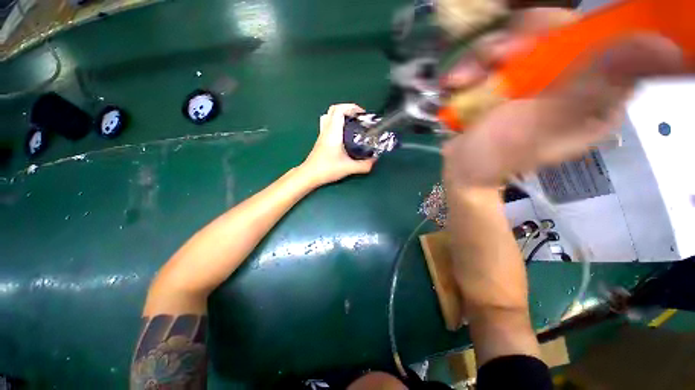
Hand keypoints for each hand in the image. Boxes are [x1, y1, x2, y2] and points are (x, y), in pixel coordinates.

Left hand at [301, 104, 375, 185]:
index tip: (362, 115)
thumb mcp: (349, 168)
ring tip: (351, 124)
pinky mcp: (321, 140)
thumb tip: (374, 161)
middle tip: (358, 119)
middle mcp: (326, 130)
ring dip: (340, 116)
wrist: (309, 175)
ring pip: (329, 117)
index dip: (351, 107)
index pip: (339, 109)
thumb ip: (364, 165)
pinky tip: (344, 135)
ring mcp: (322, 135)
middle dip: (347, 110)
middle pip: (333, 110)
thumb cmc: (327, 169)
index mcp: (333, 132)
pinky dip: (337, 124)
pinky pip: (328, 125)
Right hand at [441, 8, 683, 188]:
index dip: (564, 30)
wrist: (461, 170)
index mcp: (595, 97)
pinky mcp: (501, 86)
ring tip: (463, 80)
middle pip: (552, 33)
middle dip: (515, 42)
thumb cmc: (497, 154)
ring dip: (482, 57)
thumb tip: (665, 48)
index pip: (599, 39)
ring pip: (514, 42)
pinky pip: (488, 59)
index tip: (530, 42)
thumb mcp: (545, 123)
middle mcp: (569, 84)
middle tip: (493, 60)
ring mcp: (531, 83)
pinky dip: (469, 67)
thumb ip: (596, 86)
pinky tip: (456, 83)